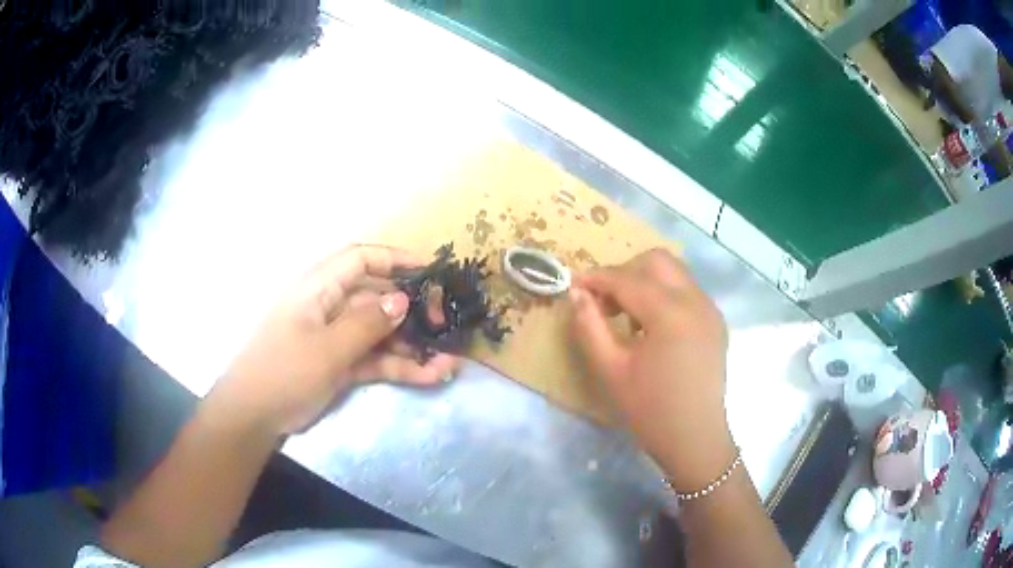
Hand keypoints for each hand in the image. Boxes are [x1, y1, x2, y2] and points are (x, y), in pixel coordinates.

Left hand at [208, 245, 459, 435]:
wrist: (255, 417)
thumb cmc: (284, 372)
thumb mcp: (326, 348)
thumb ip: (367, 323)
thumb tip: (403, 300)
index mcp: (319, 288)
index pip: (361, 259)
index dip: (395, 259)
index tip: (431, 271)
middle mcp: (331, 307)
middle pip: (378, 297)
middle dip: (413, 310)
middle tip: (444, 325)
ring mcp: (337, 338)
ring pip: (382, 332)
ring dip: (413, 345)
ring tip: (448, 361)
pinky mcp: (342, 364)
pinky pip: (377, 358)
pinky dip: (401, 366)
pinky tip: (432, 376)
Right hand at [569, 250, 732, 490]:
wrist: (695, 439)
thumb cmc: (650, 409)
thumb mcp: (610, 369)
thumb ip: (589, 326)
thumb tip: (577, 293)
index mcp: (670, 312)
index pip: (627, 278)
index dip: (597, 278)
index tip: (574, 285)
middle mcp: (696, 300)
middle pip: (657, 261)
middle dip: (626, 271)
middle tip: (605, 301)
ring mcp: (710, 310)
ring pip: (675, 273)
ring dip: (646, 282)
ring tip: (627, 316)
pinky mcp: (716, 322)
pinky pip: (687, 292)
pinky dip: (665, 295)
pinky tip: (652, 327)